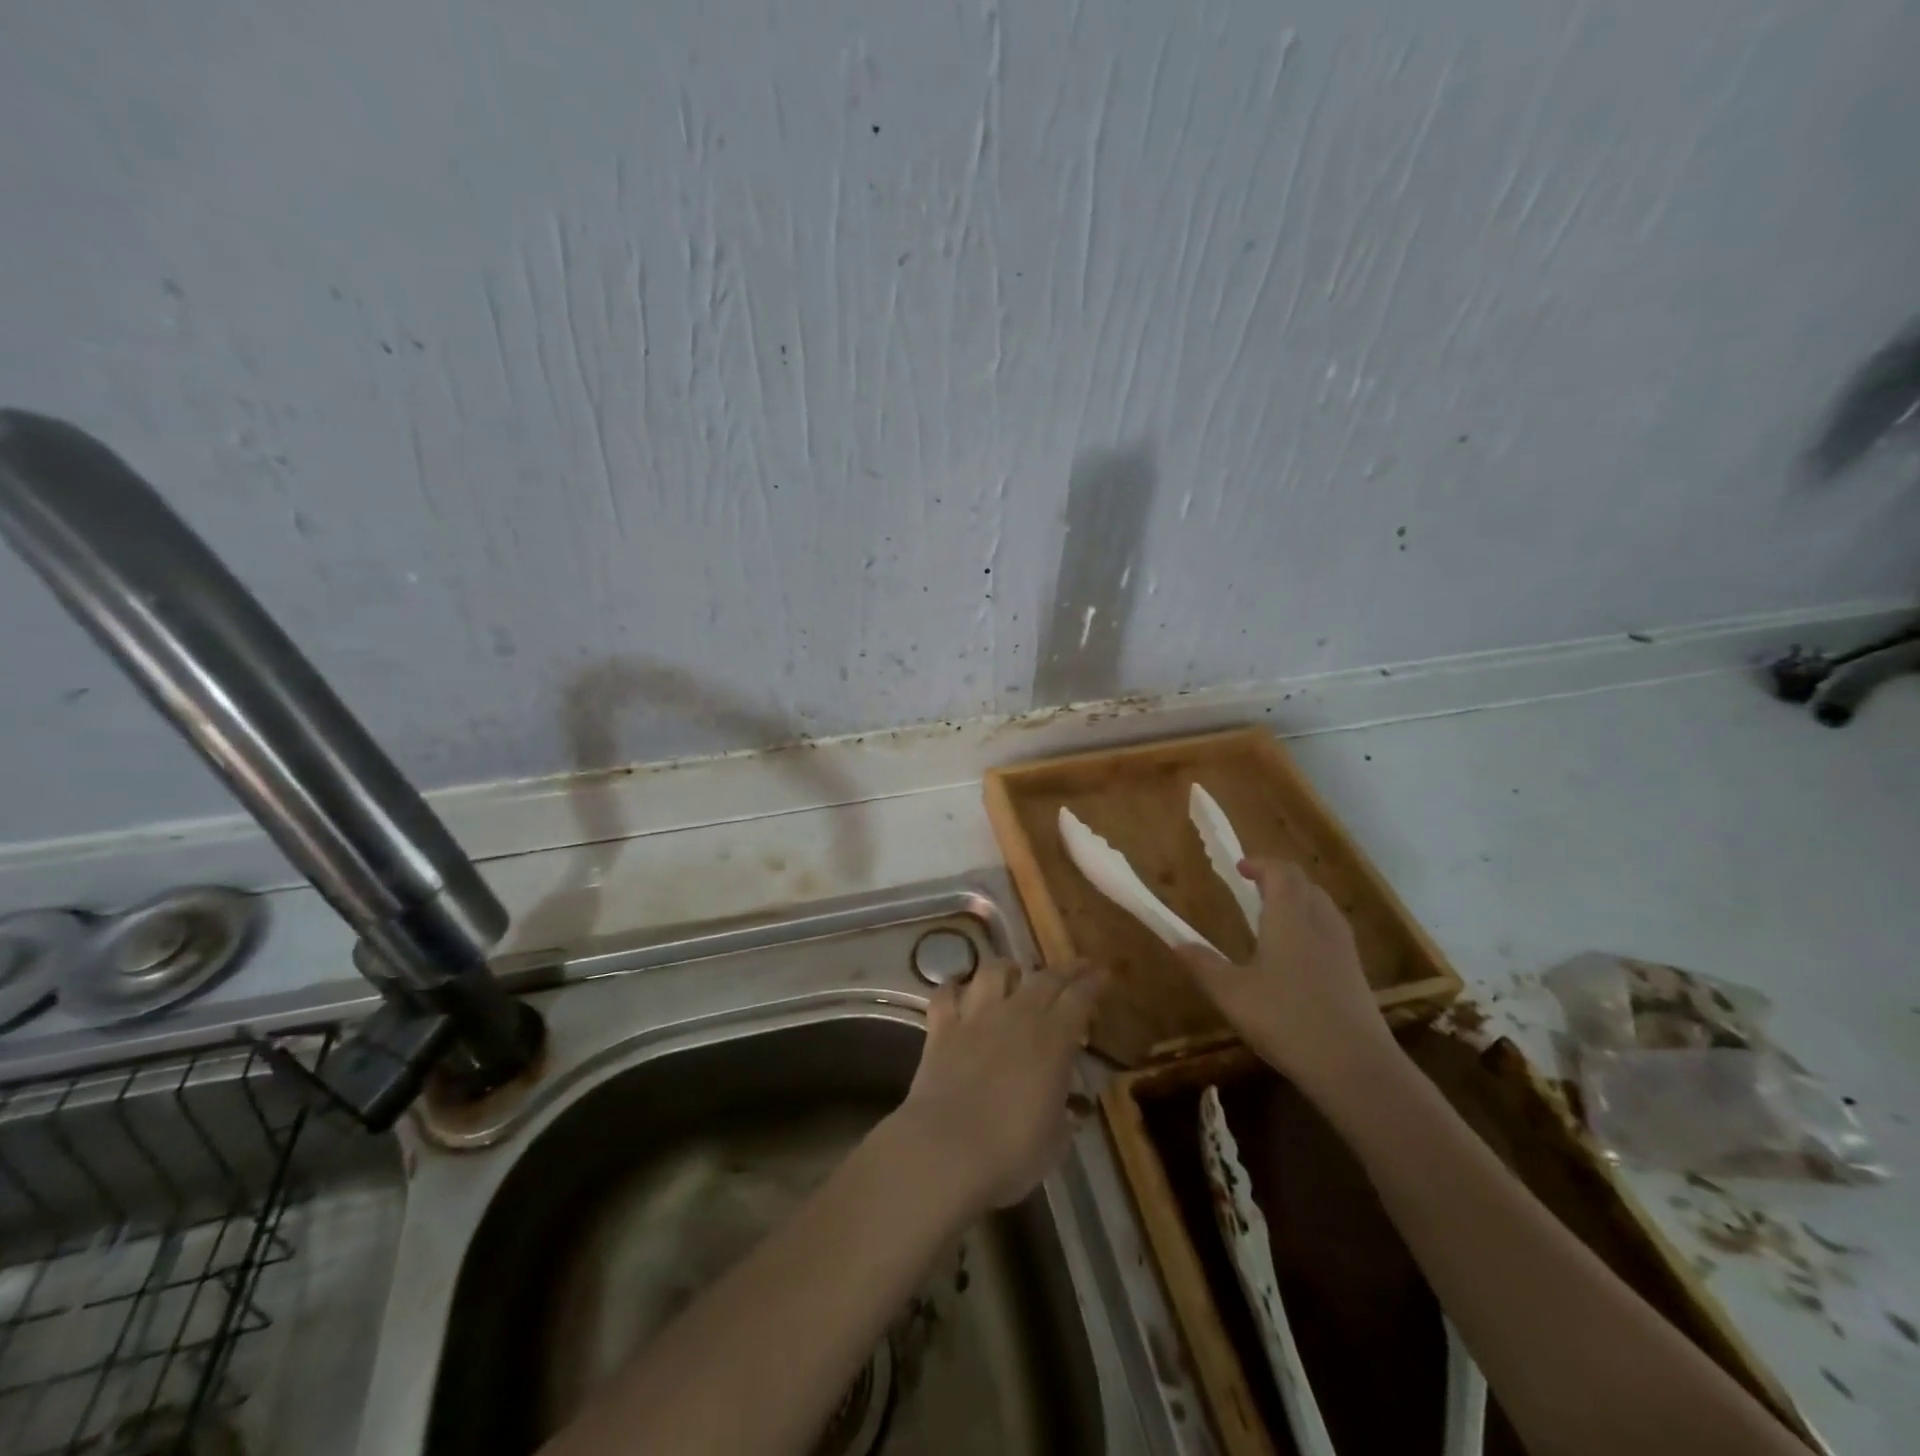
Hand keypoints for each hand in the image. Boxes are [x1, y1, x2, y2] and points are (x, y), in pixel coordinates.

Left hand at [893, 959, 1105, 1213]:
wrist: (946, 1151)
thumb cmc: (1012, 1152)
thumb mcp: (1055, 1140)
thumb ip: (1064, 1115)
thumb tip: (1070, 1108)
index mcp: (1053, 1040)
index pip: (1079, 999)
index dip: (1093, 984)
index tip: (1102, 974)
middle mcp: (1016, 1016)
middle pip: (1044, 978)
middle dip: (1064, 969)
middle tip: (1077, 966)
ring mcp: (975, 1018)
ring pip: (993, 972)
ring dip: (1008, 968)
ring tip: (1014, 973)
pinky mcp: (941, 1029)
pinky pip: (945, 995)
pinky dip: (952, 987)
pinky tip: (956, 988)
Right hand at [1177, 858, 1397, 1101]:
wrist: (1355, 1068)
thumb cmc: (1286, 1020)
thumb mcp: (1232, 994)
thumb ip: (1203, 965)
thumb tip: (1177, 943)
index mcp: (1290, 918)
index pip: (1281, 872)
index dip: (1261, 864)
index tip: (1239, 868)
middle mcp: (1321, 924)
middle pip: (1305, 885)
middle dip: (1280, 879)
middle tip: (1255, 888)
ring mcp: (1344, 951)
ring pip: (1323, 908)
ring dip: (1299, 901)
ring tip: (1275, 917)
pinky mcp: (1356, 976)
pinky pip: (1333, 934)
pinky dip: (1313, 928)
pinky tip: (1298, 957)